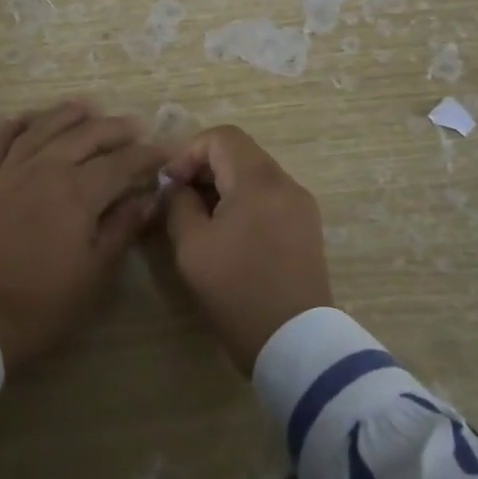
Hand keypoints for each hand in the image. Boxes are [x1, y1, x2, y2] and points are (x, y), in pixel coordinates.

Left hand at [0, 100, 168, 370]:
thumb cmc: (46, 302)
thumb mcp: (96, 271)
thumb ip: (123, 227)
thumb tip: (148, 197)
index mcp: (78, 192)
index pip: (121, 163)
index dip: (146, 155)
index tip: (164, 153)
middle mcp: (45, 170)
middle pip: (84, 136)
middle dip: (114, 128)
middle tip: (134, 127)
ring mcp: (9, 173)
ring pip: (42, 129)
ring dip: (67, 115)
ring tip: (87, 108)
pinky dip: (13, 126)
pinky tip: (27, 118)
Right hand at [162, 126, 331, 374]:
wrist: (295, 341)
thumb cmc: (237, 290)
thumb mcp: (192, 246)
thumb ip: (179, 204)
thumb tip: (177, 186)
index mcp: (258, 180)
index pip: (221, 137)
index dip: (188, 153)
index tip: (170, 185)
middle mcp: (285, 182)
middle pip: (240, 153)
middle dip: (204, 169)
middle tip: (180, 202)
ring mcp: (301, 205)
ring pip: (255, 175)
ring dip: (224, 186)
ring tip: (201, 220)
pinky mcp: (307, 227)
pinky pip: (270, 197)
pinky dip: (245, 202)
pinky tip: (229, 234)